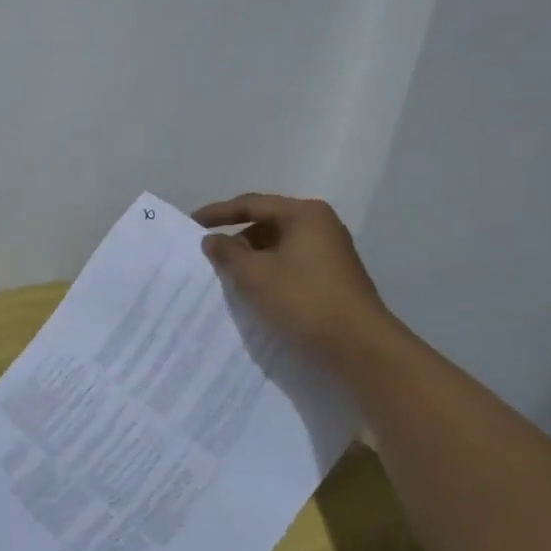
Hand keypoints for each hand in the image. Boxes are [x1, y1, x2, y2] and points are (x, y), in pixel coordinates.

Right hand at [193, 193, 393, 360]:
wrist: (359, 347)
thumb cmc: (302, 299)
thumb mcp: (253, 274)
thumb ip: (226, 252)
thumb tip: (213, 239)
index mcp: (304, 214)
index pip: (252, 204)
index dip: (218, 212)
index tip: (191, 223)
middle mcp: (321, 226)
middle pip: (267, 223)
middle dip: (237, 238)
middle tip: (211, 255)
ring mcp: (331, 253)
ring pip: (279, 247)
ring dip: (252, 258)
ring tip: (229, 276)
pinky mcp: (333, 279)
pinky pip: (291, 265)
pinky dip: (269, 272)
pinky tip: (256, 291)